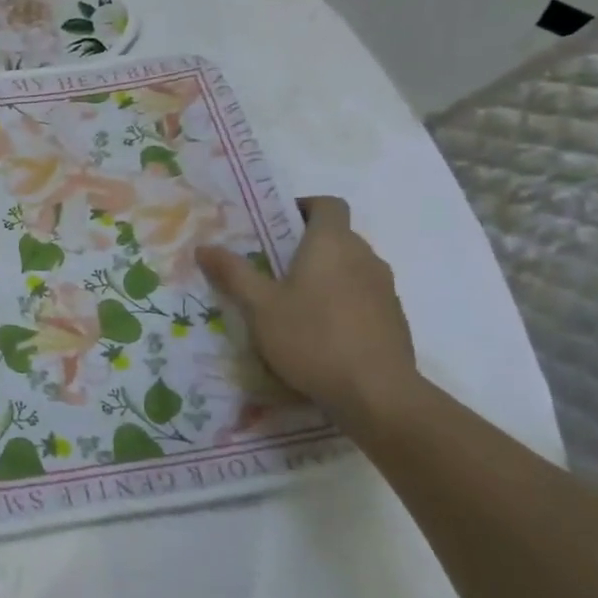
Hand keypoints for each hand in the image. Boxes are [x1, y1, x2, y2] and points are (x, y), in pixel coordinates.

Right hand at [196, 196, 417, 419]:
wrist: (377, 393)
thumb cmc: (312, 338)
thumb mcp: (259, 306)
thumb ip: (233, 273)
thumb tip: (204, 247)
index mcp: (332, 244)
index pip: (327, 204)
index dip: (302, 207)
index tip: (275, 225)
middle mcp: (364, 257)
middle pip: (336, 236)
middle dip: (305, 245)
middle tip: (270, 268)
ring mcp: (384, 288)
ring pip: (349, 267)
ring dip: (323, 275)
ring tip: (291, 302)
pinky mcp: (393, 318)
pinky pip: (361, 295)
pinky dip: (340, 300)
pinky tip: (318, 331)